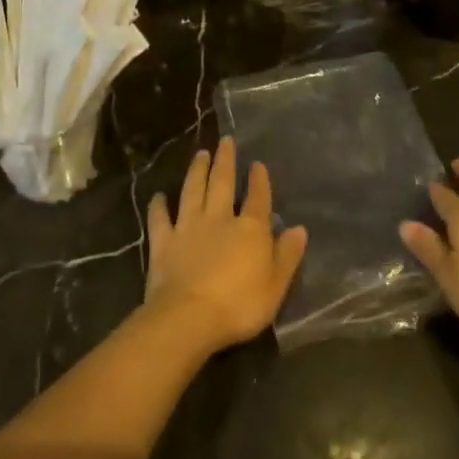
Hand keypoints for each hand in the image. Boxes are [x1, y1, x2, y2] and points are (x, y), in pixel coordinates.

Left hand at [144, 138, 307, 353]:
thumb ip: (287, 255)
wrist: (189, 318)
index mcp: (250, 229)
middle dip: (225, 161)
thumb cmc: (240, 305)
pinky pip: (160, 219)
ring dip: (196, 171)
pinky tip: (158, 196)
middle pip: (222, 183)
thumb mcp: (275, 285)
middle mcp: (219, 219)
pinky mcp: (163, 242)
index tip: (257, 164)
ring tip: (200, 154)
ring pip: (193, 191)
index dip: (259, 180)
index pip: (257, 198)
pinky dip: (158, 206)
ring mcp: (188, 227)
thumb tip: (299, 228)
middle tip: (225, 141)